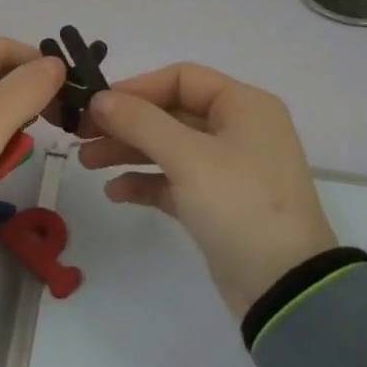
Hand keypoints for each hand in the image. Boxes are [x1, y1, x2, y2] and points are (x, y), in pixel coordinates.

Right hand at [79, 63, 337, 317]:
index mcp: (243, 105)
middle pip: (171, 112)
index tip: (96, 105)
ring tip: (87, 163)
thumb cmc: (239, 205)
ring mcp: (228, 168)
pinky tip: (115, 192)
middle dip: (126, 123)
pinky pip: (174, 180)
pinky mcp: (217, 203)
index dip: (136, 88)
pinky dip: (146, 181)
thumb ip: (140, 121)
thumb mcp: (188, 157)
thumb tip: (100, 99)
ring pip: (169, 147)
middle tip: (81, 135)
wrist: (284, 288)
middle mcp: (238, 129)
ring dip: (129, 151)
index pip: (182, 78)